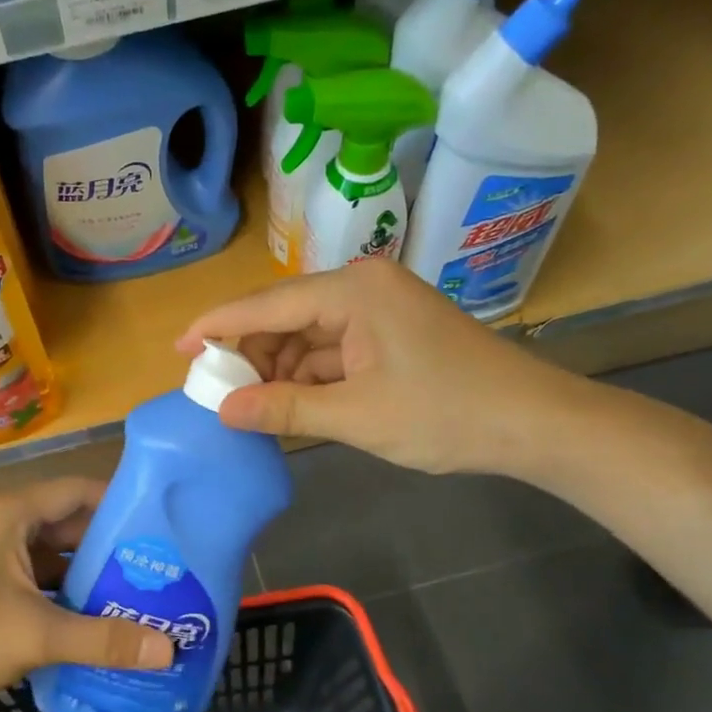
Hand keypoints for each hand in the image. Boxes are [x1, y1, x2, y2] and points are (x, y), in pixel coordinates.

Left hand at [0, 478, 171, 711]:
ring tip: (140, 593)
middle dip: (111, 546)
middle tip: (161, 569)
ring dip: (90, 573)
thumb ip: (104, 640)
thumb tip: (170, 650)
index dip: (122, 505)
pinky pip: (37, 575)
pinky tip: (98, 616)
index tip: (165, 528)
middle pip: (69, 522)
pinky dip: (66, 591)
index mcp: (8, 513)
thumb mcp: (36, 637)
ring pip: (53, 552)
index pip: (78, 491)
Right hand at [177, 258, 593, 475]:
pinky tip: (291, 405)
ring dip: (280, 370)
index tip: (178, 348)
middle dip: (251, 355)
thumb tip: (223, 411)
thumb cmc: (446, 414)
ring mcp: (380, 311)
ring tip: (252, 408)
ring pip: (308, 336)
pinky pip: (334, 350)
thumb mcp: (357, 416)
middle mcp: (363, 288)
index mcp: (353, 291)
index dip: (217, 326)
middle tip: (218, 395)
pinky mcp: (391, 335)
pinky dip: (310, 377)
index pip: (267, 304)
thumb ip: (285, 409)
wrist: (534, 424)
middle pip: (285, 317)